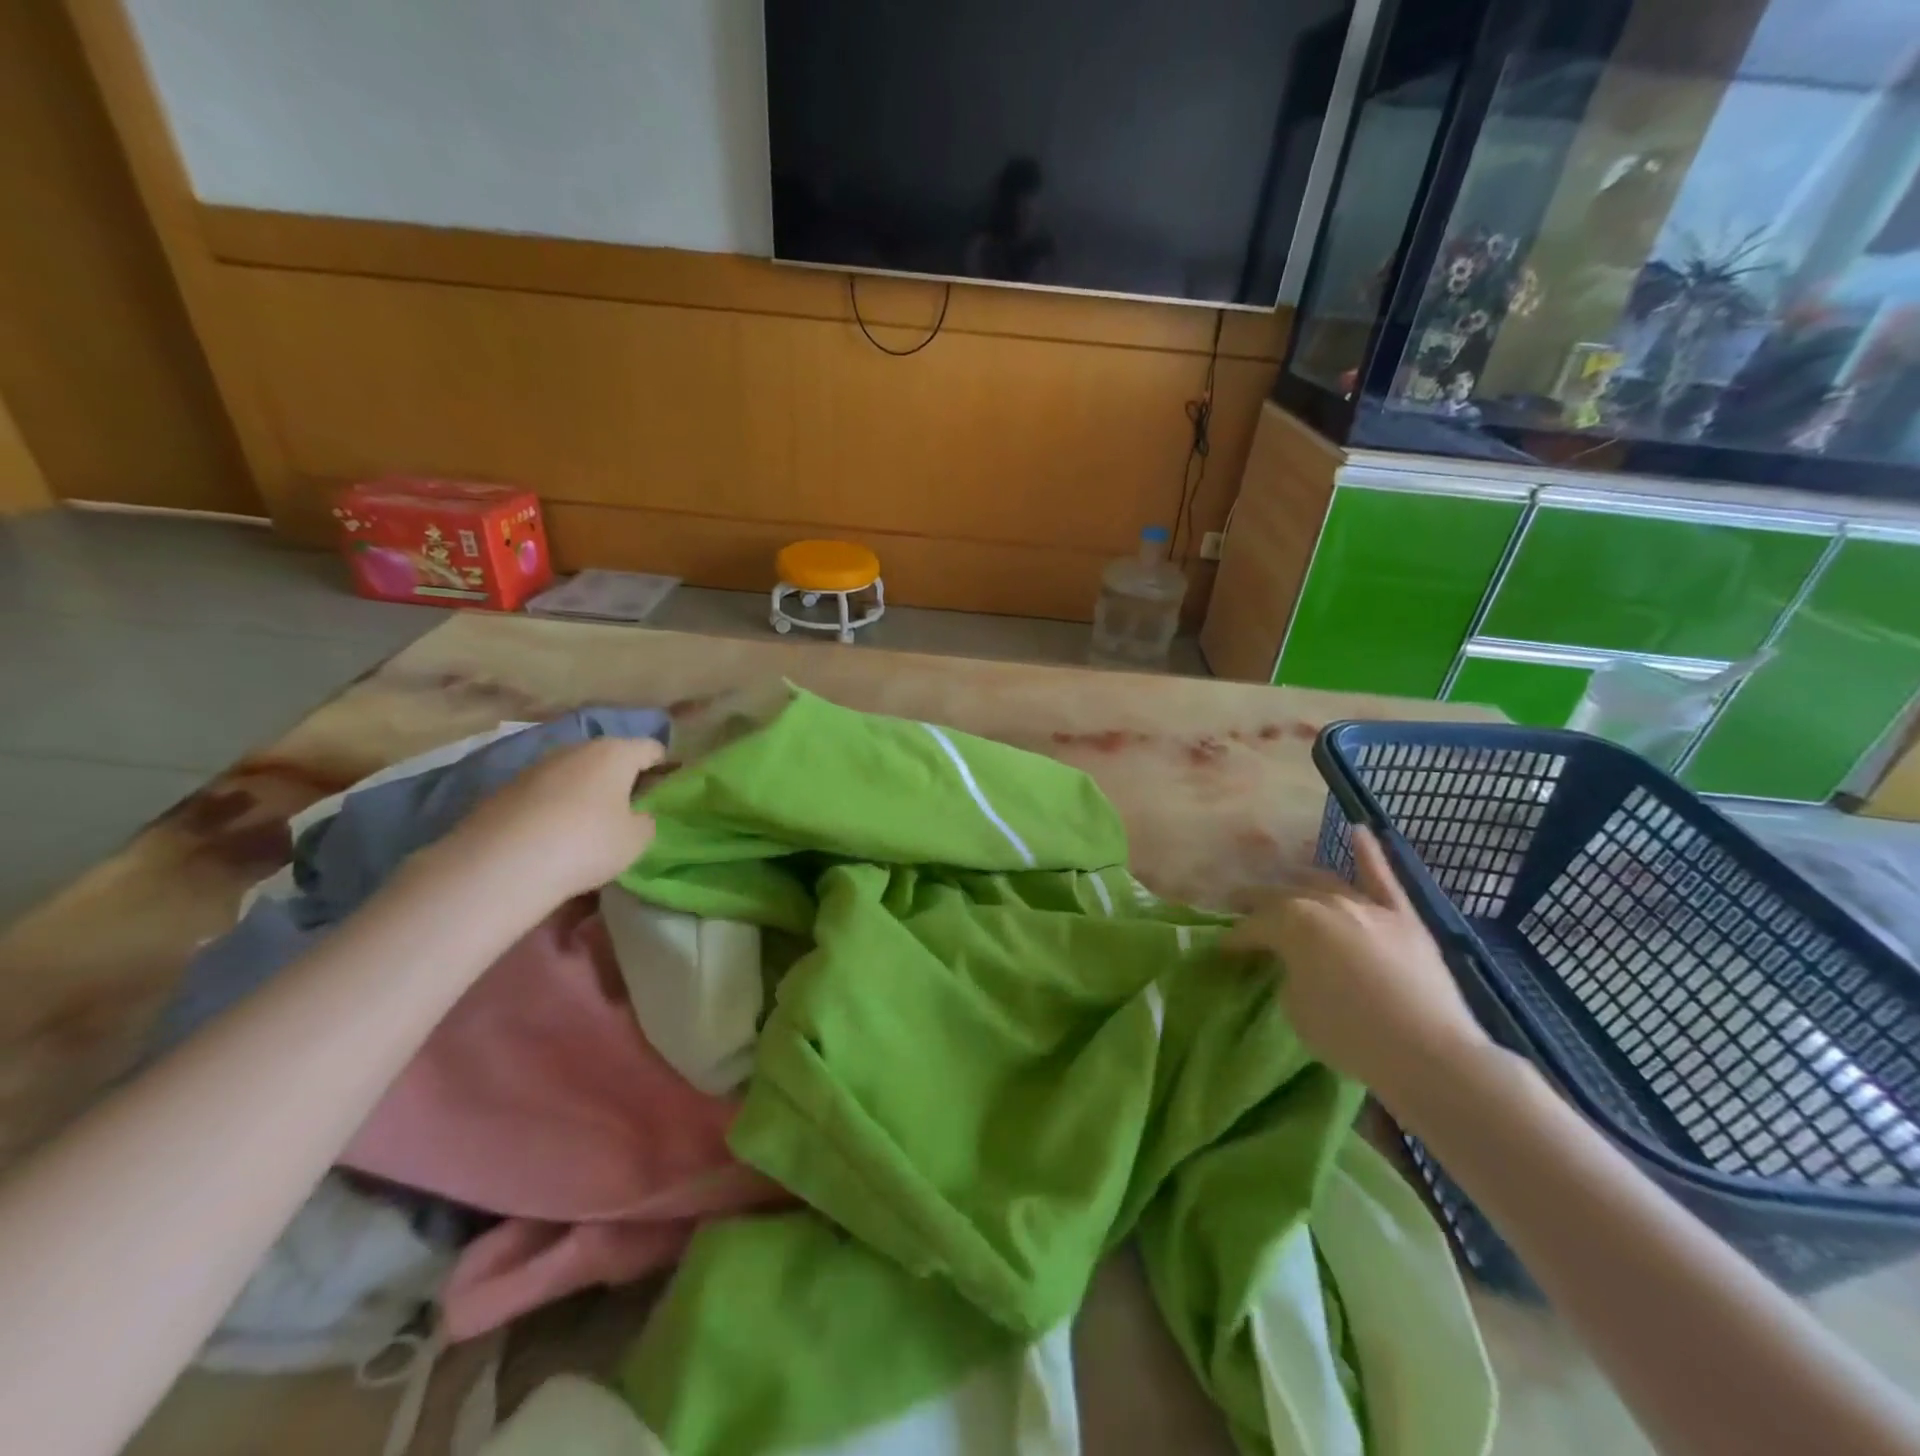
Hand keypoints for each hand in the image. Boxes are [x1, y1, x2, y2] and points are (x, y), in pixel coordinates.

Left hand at [426, 736, 664, 907]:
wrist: (500, 865)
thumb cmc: (586, 843)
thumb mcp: (636, 840)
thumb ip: (645, 821)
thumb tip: (637, 815)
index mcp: (615, 753)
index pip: (651, 749)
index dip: (664, 768)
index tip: (665, 793)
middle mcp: (576, 749)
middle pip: (610, 757)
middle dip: (621, 779)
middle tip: (629, 811)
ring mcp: (537, 767)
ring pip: (574, 774)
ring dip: (585, 793)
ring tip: (588, 827)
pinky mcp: (505, 789)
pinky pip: (544, 794)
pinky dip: (554, 808)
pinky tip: (553, 837)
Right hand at [1228, 827, 1494, 1110]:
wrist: (1429, 1054)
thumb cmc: (1350, 1035)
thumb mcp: (1295, 1007)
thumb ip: (1288, 972)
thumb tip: (1294, 963)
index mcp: (1291, 923)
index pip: (1252, 927)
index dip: (1235, 940)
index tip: (1224, 950)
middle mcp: (1325, 902)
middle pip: (1281, 896)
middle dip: (1256, 903)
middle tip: (1241, 910)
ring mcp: (1366, 905)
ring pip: (1324, 882)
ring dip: (1299, 882)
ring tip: (1285, 886)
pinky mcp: (1402, 916)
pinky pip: (1383, 877)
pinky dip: (1370, 852)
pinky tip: (1358, 830)